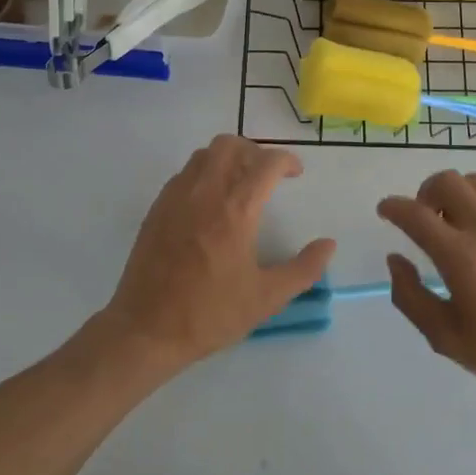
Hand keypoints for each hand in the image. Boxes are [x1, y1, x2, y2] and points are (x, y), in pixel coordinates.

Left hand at [101, 135, 335, 373]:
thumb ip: (303, 269)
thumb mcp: (267, 298)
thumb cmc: (210, 314)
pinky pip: (184, 173)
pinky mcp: (157, 207)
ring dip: (227, 158)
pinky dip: (203, 173)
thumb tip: (328, 244)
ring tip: (239, 184)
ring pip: (204, 154)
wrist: (147, 329)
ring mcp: (176, 197)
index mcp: (236, 210)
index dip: (286, 161)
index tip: (296, 173)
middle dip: (255, 151)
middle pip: (231, 145)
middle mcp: (205, 192)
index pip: (266, 163)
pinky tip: (209, 203)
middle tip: (267, 175)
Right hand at [378, 170, 475, 405]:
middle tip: (424, 218)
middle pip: (447, 182)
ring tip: (455, 221)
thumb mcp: (445, 338)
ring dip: (456, 193)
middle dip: (424, 192)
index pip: (415, 214)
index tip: (385, 210)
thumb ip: (411, 296)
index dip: (393, 207)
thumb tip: (395, 259)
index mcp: (460, 257)